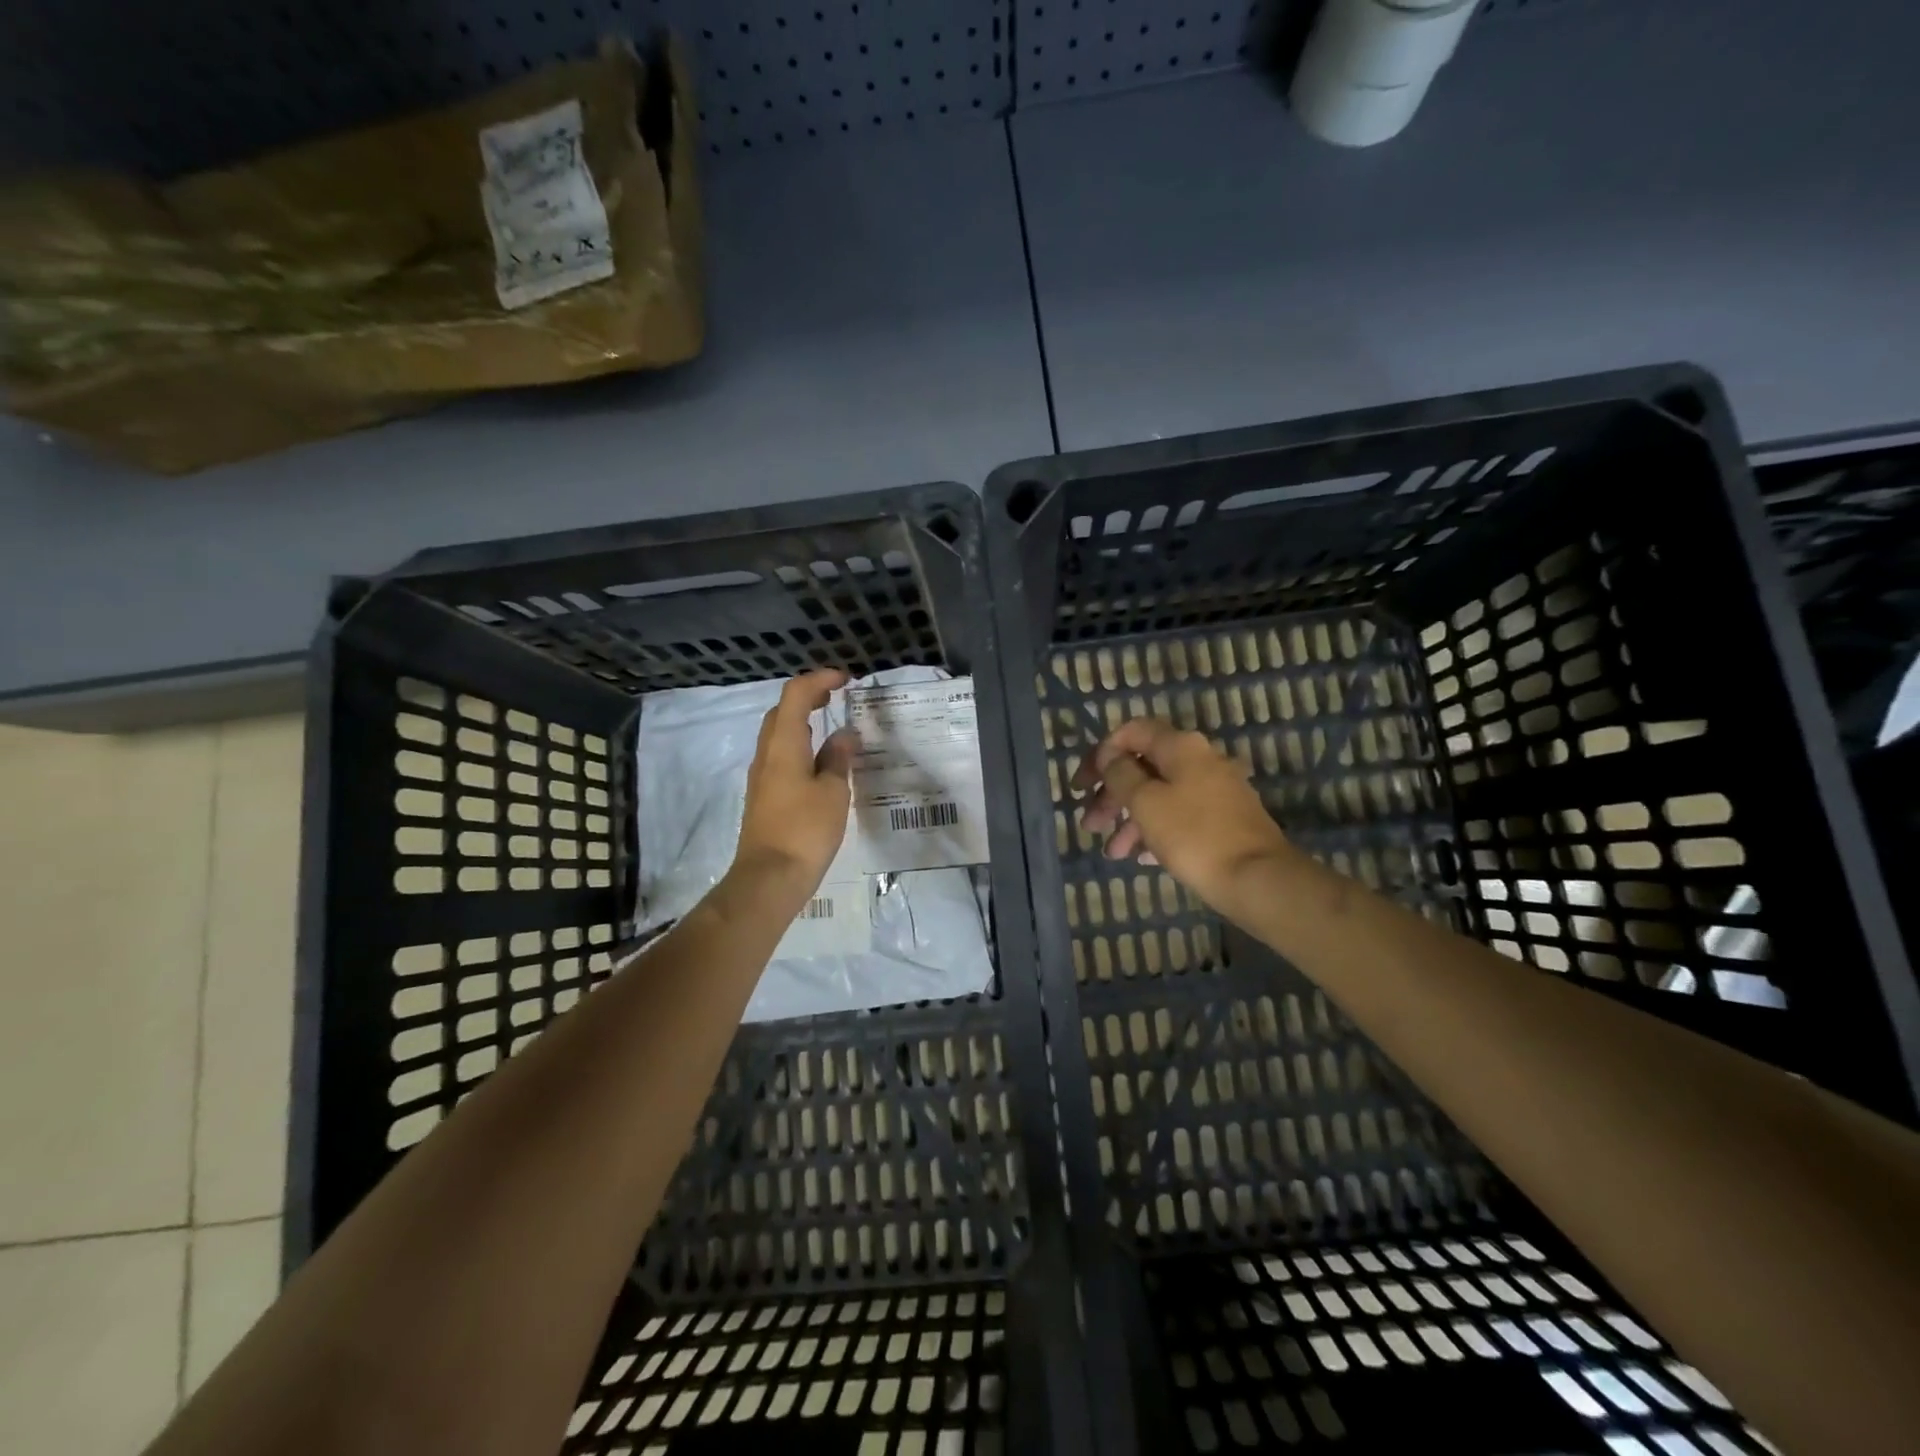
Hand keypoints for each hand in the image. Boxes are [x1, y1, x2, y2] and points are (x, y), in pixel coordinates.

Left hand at [734, 669, 858, 888]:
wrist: (769, 878)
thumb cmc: (805, 830)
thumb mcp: (833, 792)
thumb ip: (838, 759)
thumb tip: (844, 736)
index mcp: (784, 745)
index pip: (796, 695)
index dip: (819, 679)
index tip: (845, 678)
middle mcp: (767, 754)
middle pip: (782, 711)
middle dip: (808, 696)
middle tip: (837, 696)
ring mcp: (762, 775)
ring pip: (778, 734)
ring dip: (802, 720)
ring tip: (830, 724)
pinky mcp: (764, 795)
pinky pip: (780, 755)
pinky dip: (799, 744)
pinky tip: (819, 760)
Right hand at [1073, 718, 1294, 914]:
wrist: (1258, 878)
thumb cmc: (1194, 836)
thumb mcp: (1145, 802)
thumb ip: (1121, 774)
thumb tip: (1109, 756)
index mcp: (1181, 747)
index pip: (1132, 732)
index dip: (1102, 753)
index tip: (1083, 784)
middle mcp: (1200, 760)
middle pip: (1145, 767)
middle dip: (1112, 795)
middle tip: (1089, 824)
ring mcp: (1217, 789)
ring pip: (1161, 795)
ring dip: (1130, 819)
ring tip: (1113, 853)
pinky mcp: (1225, 819)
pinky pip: (1180, 816)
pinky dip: (1156, 830)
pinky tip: (1142, 857)